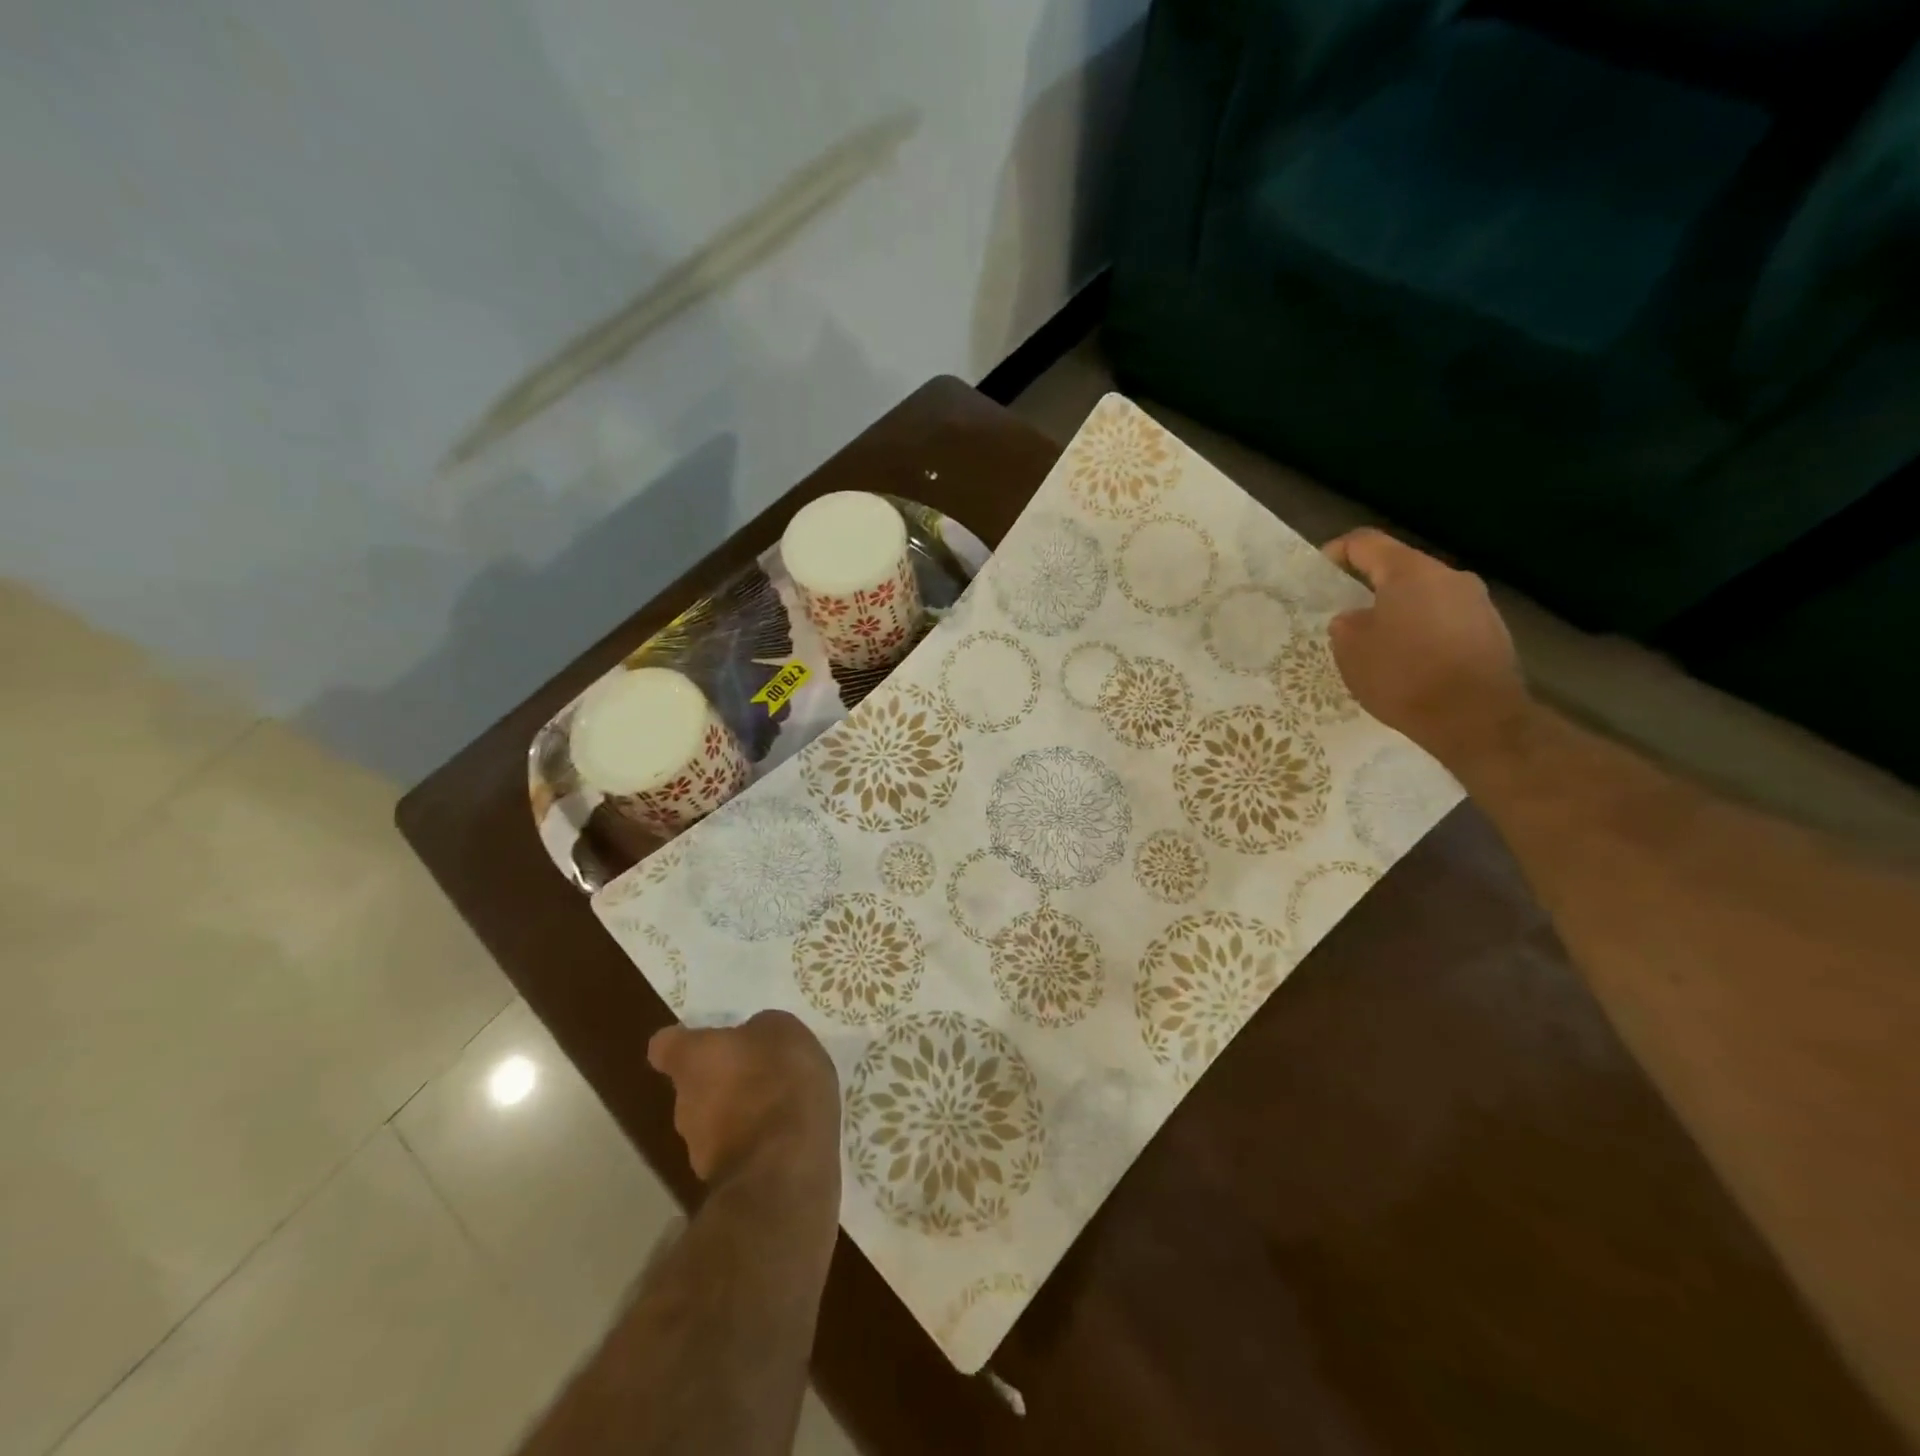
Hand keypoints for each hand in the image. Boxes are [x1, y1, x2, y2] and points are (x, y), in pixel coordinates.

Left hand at [648, 1011, 839, 1187]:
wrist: (786, 1168)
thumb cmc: (778, 1080)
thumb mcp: (781, 1030)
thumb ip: (759, 1030)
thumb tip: (751, 1038)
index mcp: (693, 1060)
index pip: (665, 1047)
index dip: (683, 1043)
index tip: (704, 1041)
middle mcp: (684, 1104)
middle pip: (693, 1087)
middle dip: (722, 1080)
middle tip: (759, 1072)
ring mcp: (700, 1151)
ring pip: (715, 1122)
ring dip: (740, 1114)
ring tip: (780, 1108)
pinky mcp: (725, 1183)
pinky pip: (738, 1151)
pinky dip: (757, 1143)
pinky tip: (788, 1137)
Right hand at [1323, 528, 1528, 763]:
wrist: (1476, 718)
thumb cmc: (1404, 676)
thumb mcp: (1351, 650)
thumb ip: (1346, 623)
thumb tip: (1356, 618)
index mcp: (1410, 571)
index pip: (1365, 542)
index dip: (1336, 552)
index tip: (1317, 575)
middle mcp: (1449, 575)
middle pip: (1399, 569)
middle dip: (1368, 588)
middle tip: (1345, 616)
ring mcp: (1476, 602)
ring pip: (1424, 595)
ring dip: (1398, 611)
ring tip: (1378, 645)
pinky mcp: (1491, 630)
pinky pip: (1445, 620)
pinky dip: (1422, 632)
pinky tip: (1411, 664)